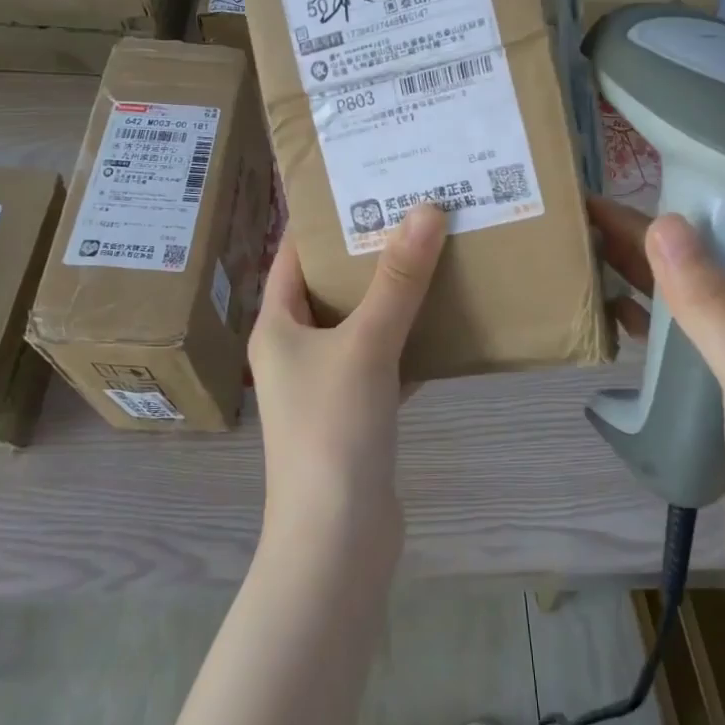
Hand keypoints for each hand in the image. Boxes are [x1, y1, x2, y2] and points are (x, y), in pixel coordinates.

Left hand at [249, 203, 447, 546]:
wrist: (338, 539)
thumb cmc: (333, 430)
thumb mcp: (365, 344)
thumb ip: (398, 280)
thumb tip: (426, 209)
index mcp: (277, 327)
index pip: (291, 256)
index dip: (322, 221)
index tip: (362, 185)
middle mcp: (295, 351)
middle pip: (331, 288)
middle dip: (369, 254)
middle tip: (413, 213)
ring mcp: (326, 386)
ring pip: (361, 325)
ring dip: (394, 297)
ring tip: (435, 254)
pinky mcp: (357, 415)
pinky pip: (385, 362)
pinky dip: (410, 342)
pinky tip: (448, 322)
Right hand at [587, 197, 724, 644]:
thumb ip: (713, 306)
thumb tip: (662, 222)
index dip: (695, 206)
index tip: (635, 184)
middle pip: (707, 275)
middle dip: (652, 242)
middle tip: (584, 216)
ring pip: (686, 317)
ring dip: (642, 285)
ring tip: (585, 256)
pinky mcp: (716, 420)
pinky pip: (676, 362)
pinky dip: (644, 336)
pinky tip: (609, 323)